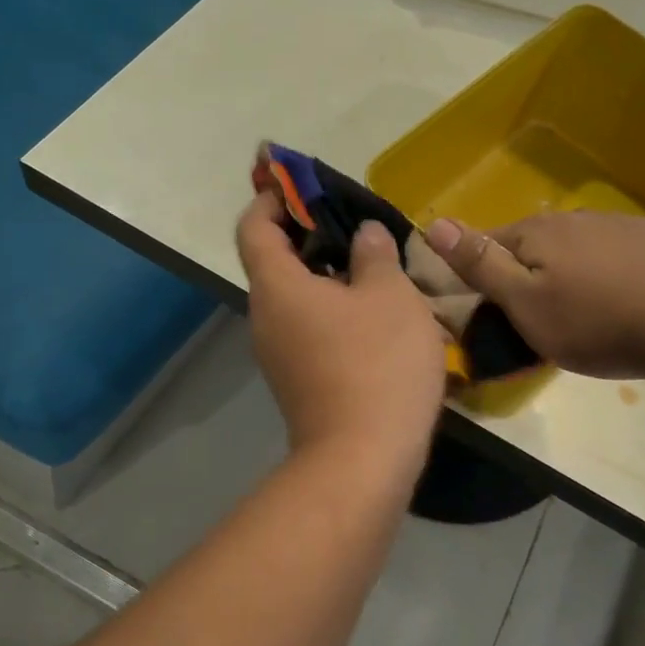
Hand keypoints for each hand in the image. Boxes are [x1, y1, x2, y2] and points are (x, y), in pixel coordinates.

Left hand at [236, 190, 447, 481]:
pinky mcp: (298, 381)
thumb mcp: (391, 296)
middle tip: (356, 225)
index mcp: (277, 286)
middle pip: (274, 262)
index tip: (299, 185)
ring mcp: (278, 354)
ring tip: (374, 267)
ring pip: (295, 298)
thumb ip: (376, 256)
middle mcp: (265, 317)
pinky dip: (332, 310)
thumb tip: (365, 235)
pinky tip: (374, 315)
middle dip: (310, 236)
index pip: (253, 226)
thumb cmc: (377, 363)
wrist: (363, 459)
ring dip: (327, 277)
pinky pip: (308, 328)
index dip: (271, 198)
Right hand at [425, 210, 644, 379]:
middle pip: (536, 243)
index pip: (491, 242)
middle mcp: (574, 217)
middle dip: (531, 272)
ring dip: (572, 269)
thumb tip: (435, 223)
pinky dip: (613, 268)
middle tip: (542, 316)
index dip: (484, 272)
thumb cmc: (594, 323)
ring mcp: (619, 223)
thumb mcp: (524, 304)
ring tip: (587, 310)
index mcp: (537, 232)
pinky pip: (619, 249)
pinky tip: (628, 295)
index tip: (493, 306)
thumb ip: (480, 264)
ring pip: (578, 245)